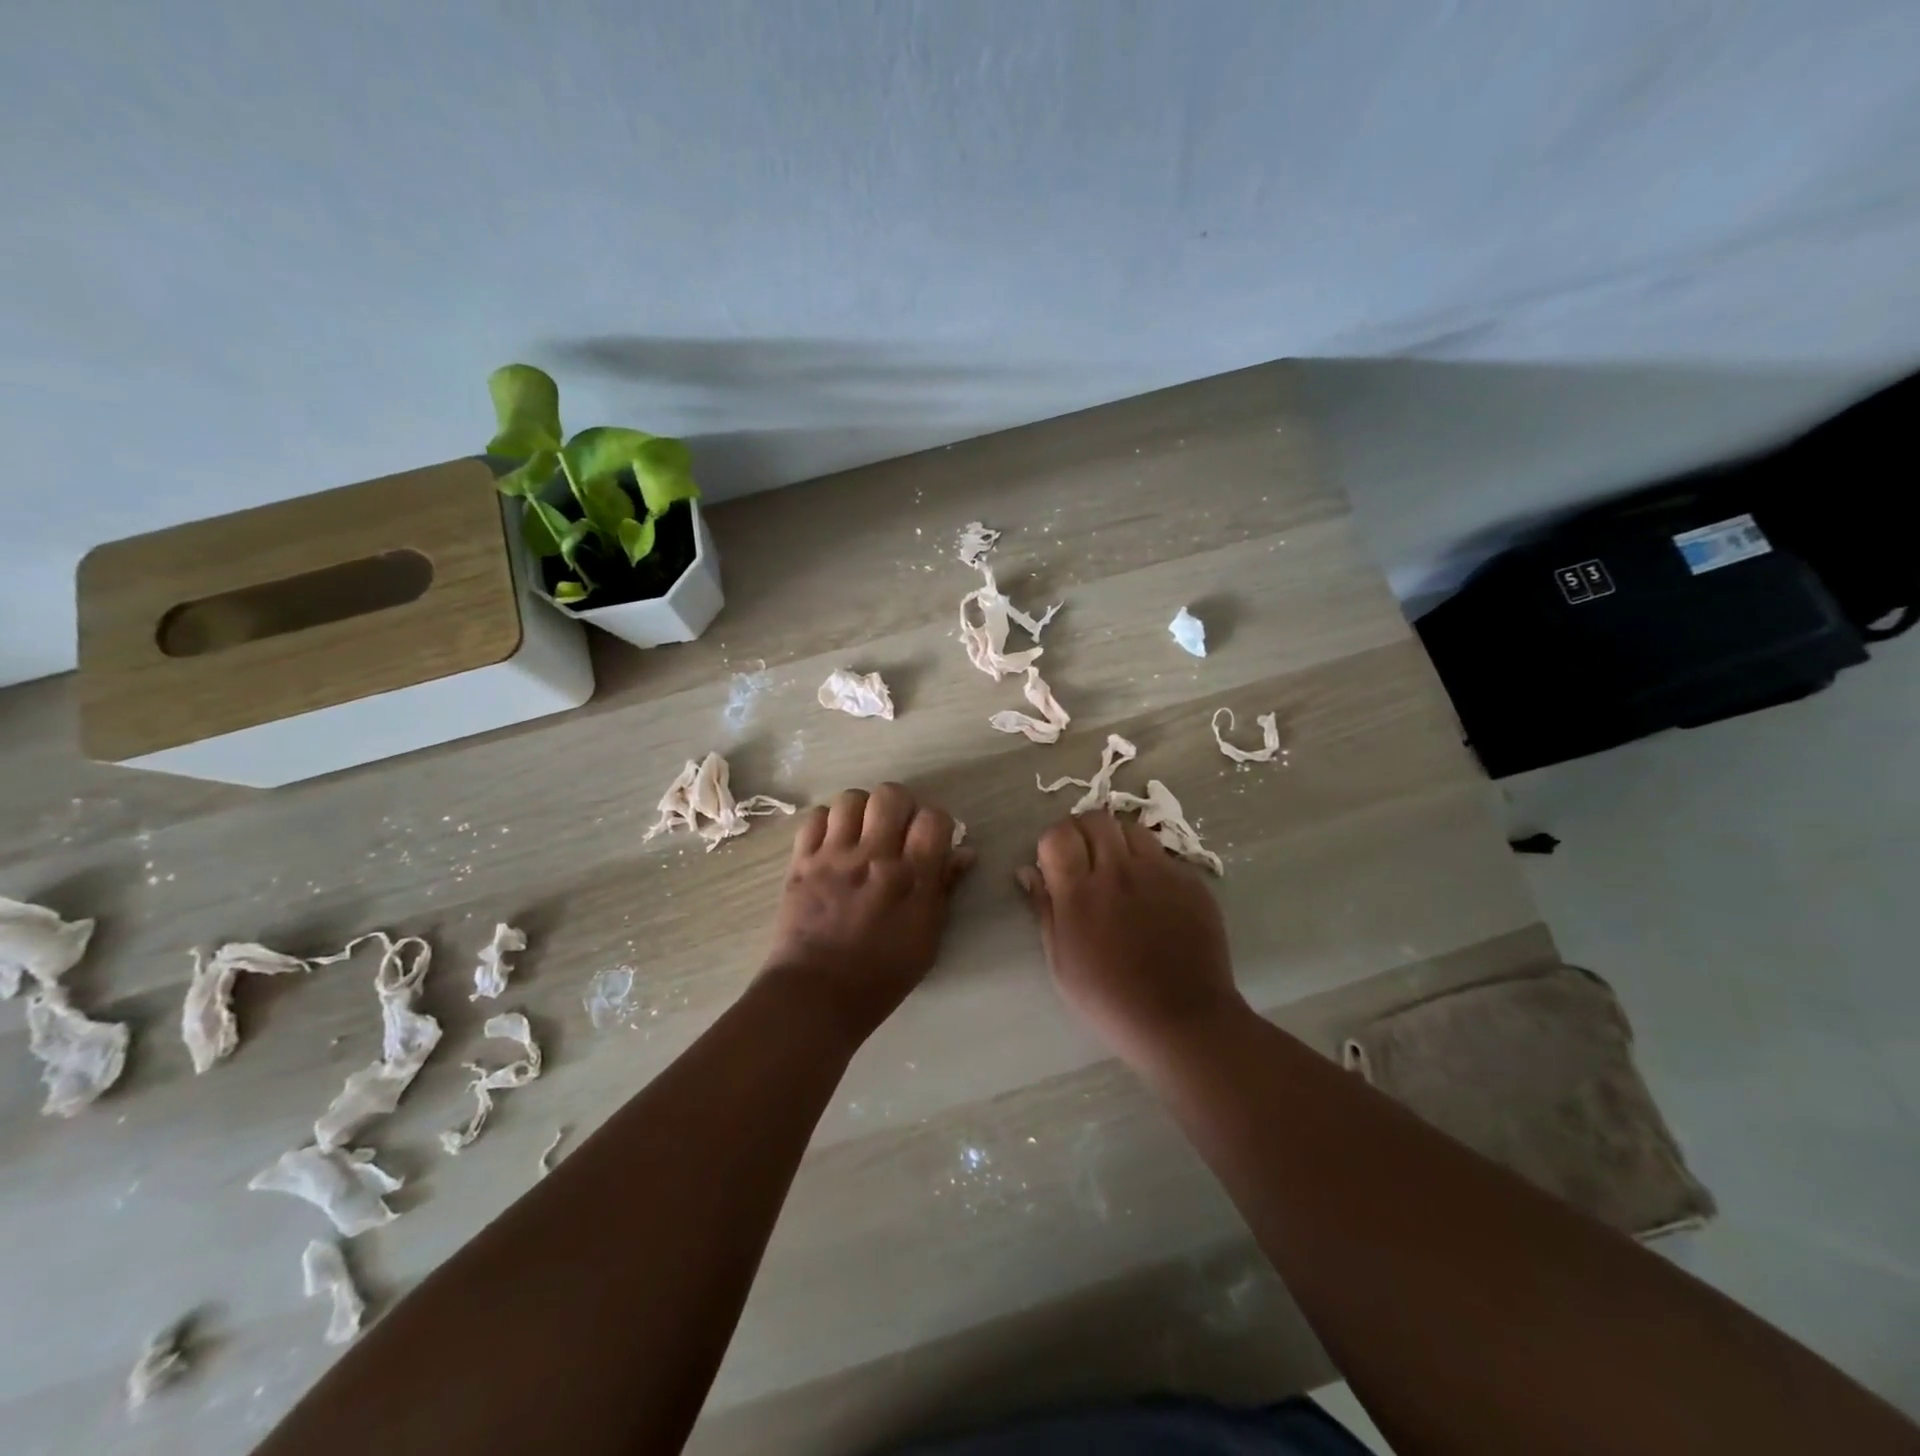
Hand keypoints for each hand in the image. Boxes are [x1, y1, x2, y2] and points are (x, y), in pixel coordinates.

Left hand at [761, 784, 974, 1040]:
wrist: (815, 995)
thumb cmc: (881, 976)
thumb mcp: (927, 940)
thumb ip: (945, 890)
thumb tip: (964, 852)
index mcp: (912, 878)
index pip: (934, 818)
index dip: (936, 823)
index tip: (930, 840)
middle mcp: (874, 856)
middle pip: (891, 795)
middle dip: (899, 806)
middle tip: (895, 830)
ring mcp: (834, 856)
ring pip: (851, 799)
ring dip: (861, 811)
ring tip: (861, 833)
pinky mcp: (801, 861)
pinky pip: (815, 817)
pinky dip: (827, 823)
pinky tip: (832, 843)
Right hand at [1020, 810, 1245, 1063]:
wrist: (1182, 1019)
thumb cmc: (1109, 999)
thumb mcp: (1060, 961)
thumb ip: (1044, 908)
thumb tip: (1028, 871)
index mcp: (1080, 892)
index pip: (1058, 834)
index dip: (1053, 842)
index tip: (1056, 862)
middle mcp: (1119, 871)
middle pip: (1096, 819)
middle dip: (1083, 831)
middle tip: (1085, 859)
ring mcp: (1160, 872)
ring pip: (1132, 829)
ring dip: (1118, 841)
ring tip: (1120, 870)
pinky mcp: (1191, 881)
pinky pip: (1163, 856)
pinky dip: (1150, 865)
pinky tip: (1152, 896)